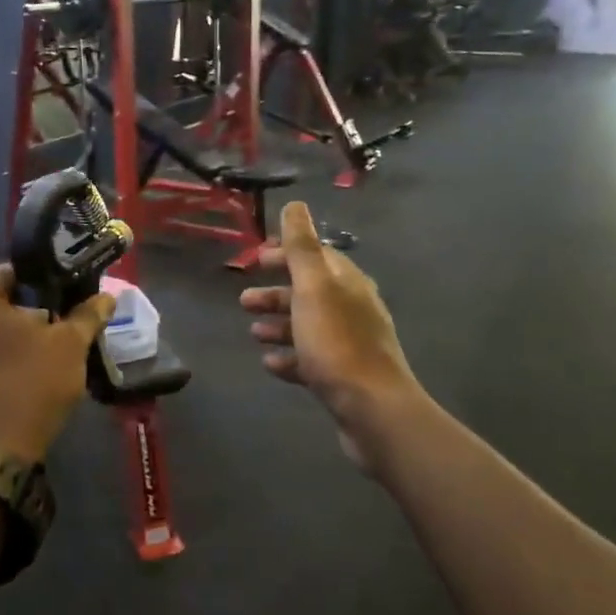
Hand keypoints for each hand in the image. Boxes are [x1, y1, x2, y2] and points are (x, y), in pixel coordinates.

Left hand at [0, 266, 116, 464]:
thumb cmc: (32, 383)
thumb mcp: (70, 345)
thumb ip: (87, 315)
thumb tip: (108, 298)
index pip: (11, 273)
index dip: (43, 283)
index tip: (65, 300)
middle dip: (26, 315)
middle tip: (58, 332)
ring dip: (7, 342)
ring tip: (39, 360)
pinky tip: (15, 382)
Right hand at [240, 203, 420, 463]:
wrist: (372, 409)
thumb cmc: (337, 343)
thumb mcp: (314, 288)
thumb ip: (302, 247)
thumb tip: (296, 204)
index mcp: (348, 283)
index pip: (316, 257)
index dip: (285, 254)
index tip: (255, 258)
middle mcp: (352, 309)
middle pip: (309, 293)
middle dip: (276, 293)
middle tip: (243, 300)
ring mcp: (349, 344)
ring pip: (308, 326)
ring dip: (279, 325)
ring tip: (253, 333)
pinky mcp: (344, 377)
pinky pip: (311, 359)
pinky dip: (289, 357)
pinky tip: (270, 363)